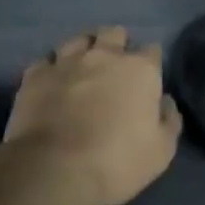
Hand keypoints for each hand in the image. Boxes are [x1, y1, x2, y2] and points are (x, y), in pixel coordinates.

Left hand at [4, 27, 181, 204]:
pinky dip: (52, 69)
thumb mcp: (162, 151)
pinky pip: (45, 61)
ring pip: (78, 40)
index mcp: (140, 70)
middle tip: (115, 67)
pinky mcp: (35, 76)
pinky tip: (52, 82)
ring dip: (84, 50)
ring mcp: (66, 62)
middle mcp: (104, 56)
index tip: (148, 79)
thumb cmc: (117, 161)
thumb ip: (169, 120)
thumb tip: (164, 102)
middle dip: (117, 44)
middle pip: (114, 34)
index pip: (152, 51)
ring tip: (82, 67)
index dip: (151, 63)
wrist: (55, 170)